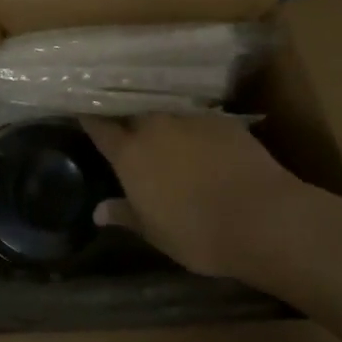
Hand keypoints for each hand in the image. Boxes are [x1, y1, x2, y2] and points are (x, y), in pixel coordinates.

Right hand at [81, 113, 302, 278]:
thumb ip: (126, 214)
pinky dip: (193, 126)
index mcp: (130, 153)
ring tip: (162, 128)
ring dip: (160, 119)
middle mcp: (156, 126)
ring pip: (166, 110)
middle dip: (125, 114)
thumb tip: (99, 211)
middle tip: (122, 121)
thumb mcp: (155, 232)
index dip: (89, 117)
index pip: (100, 126)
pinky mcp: (223, 119)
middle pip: (132, 110)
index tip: (80, 109)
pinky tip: (200, 139)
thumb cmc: (198, 233)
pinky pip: (198, 116)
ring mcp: (190, 118)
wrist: (262, 217)